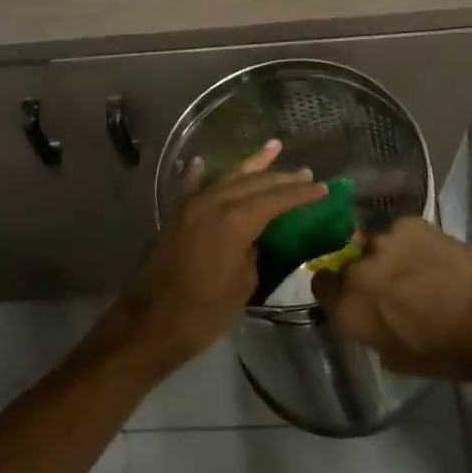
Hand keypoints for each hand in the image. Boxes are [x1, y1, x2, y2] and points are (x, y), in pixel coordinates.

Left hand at [109, 140, 326, 371]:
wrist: (149, 324)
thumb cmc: (203, 312)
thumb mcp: (242, 285)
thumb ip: (253, 252)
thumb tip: (254, 239)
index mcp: (234, 220)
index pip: (275, 198)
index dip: (300, 193)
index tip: (322, 187)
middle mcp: (212, 202)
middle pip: (253, 182)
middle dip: (281, 177)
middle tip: (305, 173)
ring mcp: (191, 206)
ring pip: (227, 177)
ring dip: (251, 165)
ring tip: (273, 148)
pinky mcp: (175, 215)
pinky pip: (192, 186)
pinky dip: (201, 173)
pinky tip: (203, 162)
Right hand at [312, 217, 471, 382]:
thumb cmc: (442, 352)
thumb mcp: (392, 355)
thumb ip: (366, 326)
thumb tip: (363, 311)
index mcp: (349, 305)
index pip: (320, 284)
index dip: (333, 289)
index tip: (347, 295)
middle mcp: (357, 268)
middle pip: (347, 262)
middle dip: (361, 273)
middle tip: (386, 286)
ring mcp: (383, 240)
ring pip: (374, 246)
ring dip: (385, 257)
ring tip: (412, 270)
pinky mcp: (409, 223)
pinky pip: (399, 233)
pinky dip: (408, 244)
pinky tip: (428, 257)